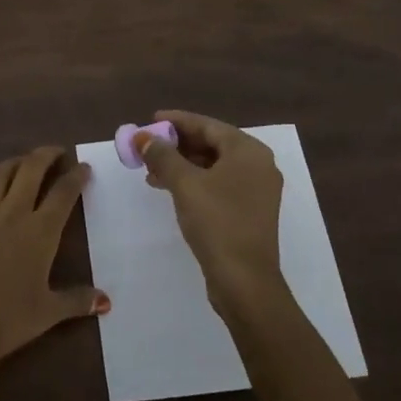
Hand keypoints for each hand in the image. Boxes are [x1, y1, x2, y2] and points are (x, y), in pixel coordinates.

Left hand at [0, 146, 108, 365]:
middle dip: (46, 155)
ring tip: (23, 161)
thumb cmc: (8, 320)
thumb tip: (106, 302)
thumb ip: (77, 301)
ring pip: (0, 173)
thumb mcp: (48, 313)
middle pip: (31, 170)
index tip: (84, 167)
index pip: (63, 193)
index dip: (76, 176)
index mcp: (40, 231)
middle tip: (55, 151)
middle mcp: (13, 213)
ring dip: (15, 161)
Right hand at [135, 111, 284, 312]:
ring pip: (213, 166)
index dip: (177, 121)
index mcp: (248, 151)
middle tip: (148, 146)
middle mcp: (257, 165)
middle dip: (177, 145)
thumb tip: (143, 136)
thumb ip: (162, 156)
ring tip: (150, 171)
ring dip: (182, 165)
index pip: (208, 125)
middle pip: (211, 144)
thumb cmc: (217, 222)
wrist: (244, 281)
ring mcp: (256, 190)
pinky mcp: (249, 211)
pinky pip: (218, 184)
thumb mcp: (185, 184)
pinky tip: (169, 189)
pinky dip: (194, 182)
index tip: (151, 119)